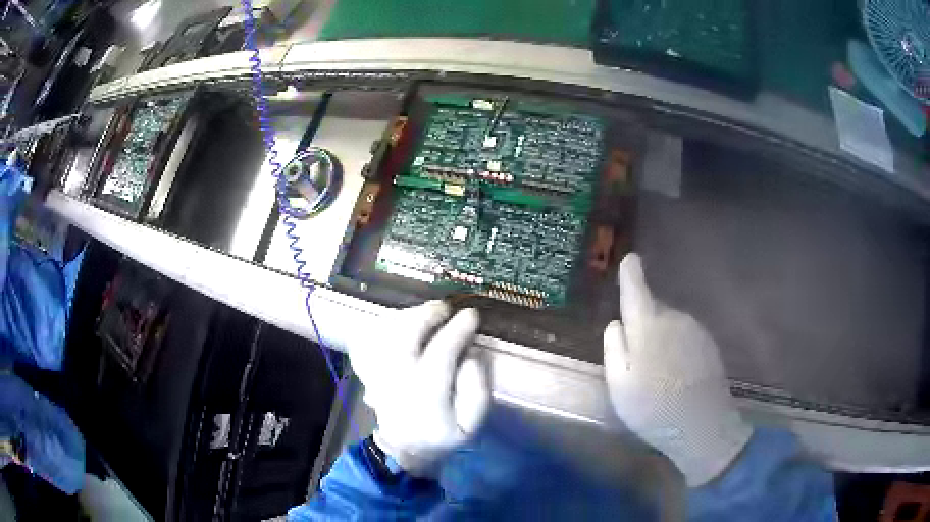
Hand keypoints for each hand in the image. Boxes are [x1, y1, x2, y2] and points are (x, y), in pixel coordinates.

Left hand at [350, 301, 490, 475]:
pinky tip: (401, 322)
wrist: (407, 448)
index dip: (456, 332)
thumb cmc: (444, 435)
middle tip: (445, 307)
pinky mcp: (367, 373)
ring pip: (381, 337)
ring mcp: (376, 379)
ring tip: (426, 313)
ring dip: (404, 317)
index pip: (440, 357)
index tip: (472, 315)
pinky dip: (380, 326)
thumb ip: (477, 388)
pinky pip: (365, 341)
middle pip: (402, 341)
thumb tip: (470, 352)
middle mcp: (396, 388)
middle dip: (424, 316)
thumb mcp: (471, 424)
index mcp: (427, 403)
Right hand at [603, 253, 752, 486]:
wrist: (702, 425)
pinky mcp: (709, 344)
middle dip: (643, 323)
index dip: (631, 274)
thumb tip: (617, 323)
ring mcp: (695, 330)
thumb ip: (614, 348)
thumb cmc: (652, 408)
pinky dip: (676, 348)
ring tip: (656, 374)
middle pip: (653, 310)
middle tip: (636, 360)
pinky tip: (675, 376)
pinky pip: (685, 336)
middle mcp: (674, 319)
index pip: (636, 290)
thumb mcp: (619, 384)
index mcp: (648, 327)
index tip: (631, 259)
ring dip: (660, 338)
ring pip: (670, 323)